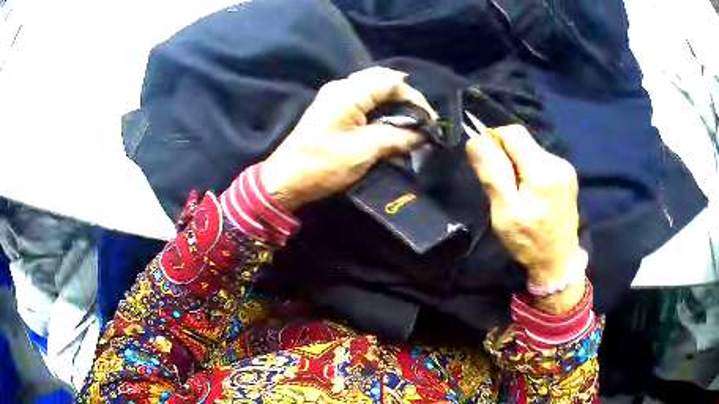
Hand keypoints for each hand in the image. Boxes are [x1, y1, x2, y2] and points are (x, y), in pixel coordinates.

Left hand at [262, 67, 436, 209]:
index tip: (429, 120)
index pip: (391, 81)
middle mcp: (341, 87)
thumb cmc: (323, 165)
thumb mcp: (364, 151)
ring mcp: (334, 97)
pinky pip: (363, 100)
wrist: (286, 180)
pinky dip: (380, 109)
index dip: (415, 98)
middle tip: (420, 118)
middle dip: (405, 97)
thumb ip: (397, 138)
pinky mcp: (332, 109)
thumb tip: (422, 135)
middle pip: (382, 80)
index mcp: (348, 92)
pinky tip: (389, 124)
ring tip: (409, 122)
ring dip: (393, 103)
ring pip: (373, 89)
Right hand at [466, 125, 584, 287]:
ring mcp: (565, 169)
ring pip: (530, 152)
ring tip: (514, 195)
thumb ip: (492, 173)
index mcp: (543, 169)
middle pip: (522, 142)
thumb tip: (476, 139)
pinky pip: (539, 163)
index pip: (513, 133)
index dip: (494, 140)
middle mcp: (557, 161)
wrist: (558, 262)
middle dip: (505, 157)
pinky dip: (527, 172)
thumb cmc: (529, 241)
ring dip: (516, 166)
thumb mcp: (505, 211)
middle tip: (499, 188)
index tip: (486, 165)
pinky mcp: (566, 177)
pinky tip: (528, 195)